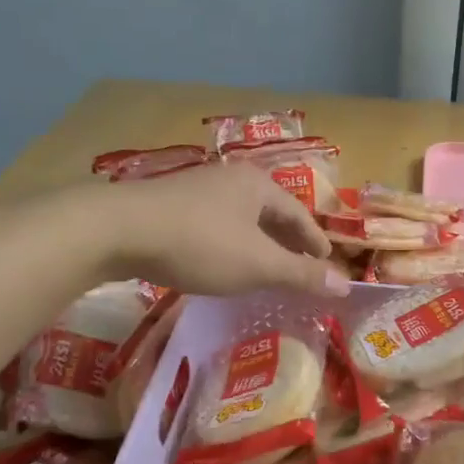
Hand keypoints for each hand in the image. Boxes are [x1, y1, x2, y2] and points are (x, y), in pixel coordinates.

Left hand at [94, 162, 349, 297]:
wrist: (118, 230)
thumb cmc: (200, 243)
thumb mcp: (258, 264)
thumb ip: (301, 275)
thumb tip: (346, 285)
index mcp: (258, 185)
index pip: (299, 214)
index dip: (315, 242)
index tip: (326, 264)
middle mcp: (230, 178)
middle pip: (270, 213)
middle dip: (287, 242)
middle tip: (300, 268)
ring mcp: (197, 188)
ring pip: (240, 219)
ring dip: (257, 243)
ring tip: (265, 268)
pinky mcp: (170, 205)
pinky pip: (215, 225)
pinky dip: (230, 244)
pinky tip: (223, 262)